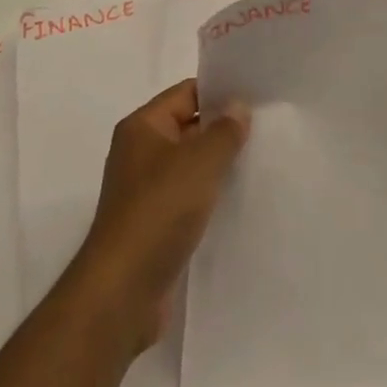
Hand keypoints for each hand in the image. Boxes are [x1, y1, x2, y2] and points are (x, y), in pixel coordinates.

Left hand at [73, 79, 249, 352]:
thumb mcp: (201, 161)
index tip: (256, 97)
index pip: (187, 93)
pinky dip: (209, 197)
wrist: (122, 293)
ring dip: (218, 166)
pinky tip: (237, 201)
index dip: (220, 92)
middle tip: (265, 129)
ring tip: (257, 162)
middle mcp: (140, 153)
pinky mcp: (153, 226)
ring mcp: (145, 191)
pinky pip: (187, 198)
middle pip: (189, 127)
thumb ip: (225, 130)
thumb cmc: (159, 211)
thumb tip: (238, 107)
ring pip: (190, 166)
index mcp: (142, 127)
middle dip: (223, 130)